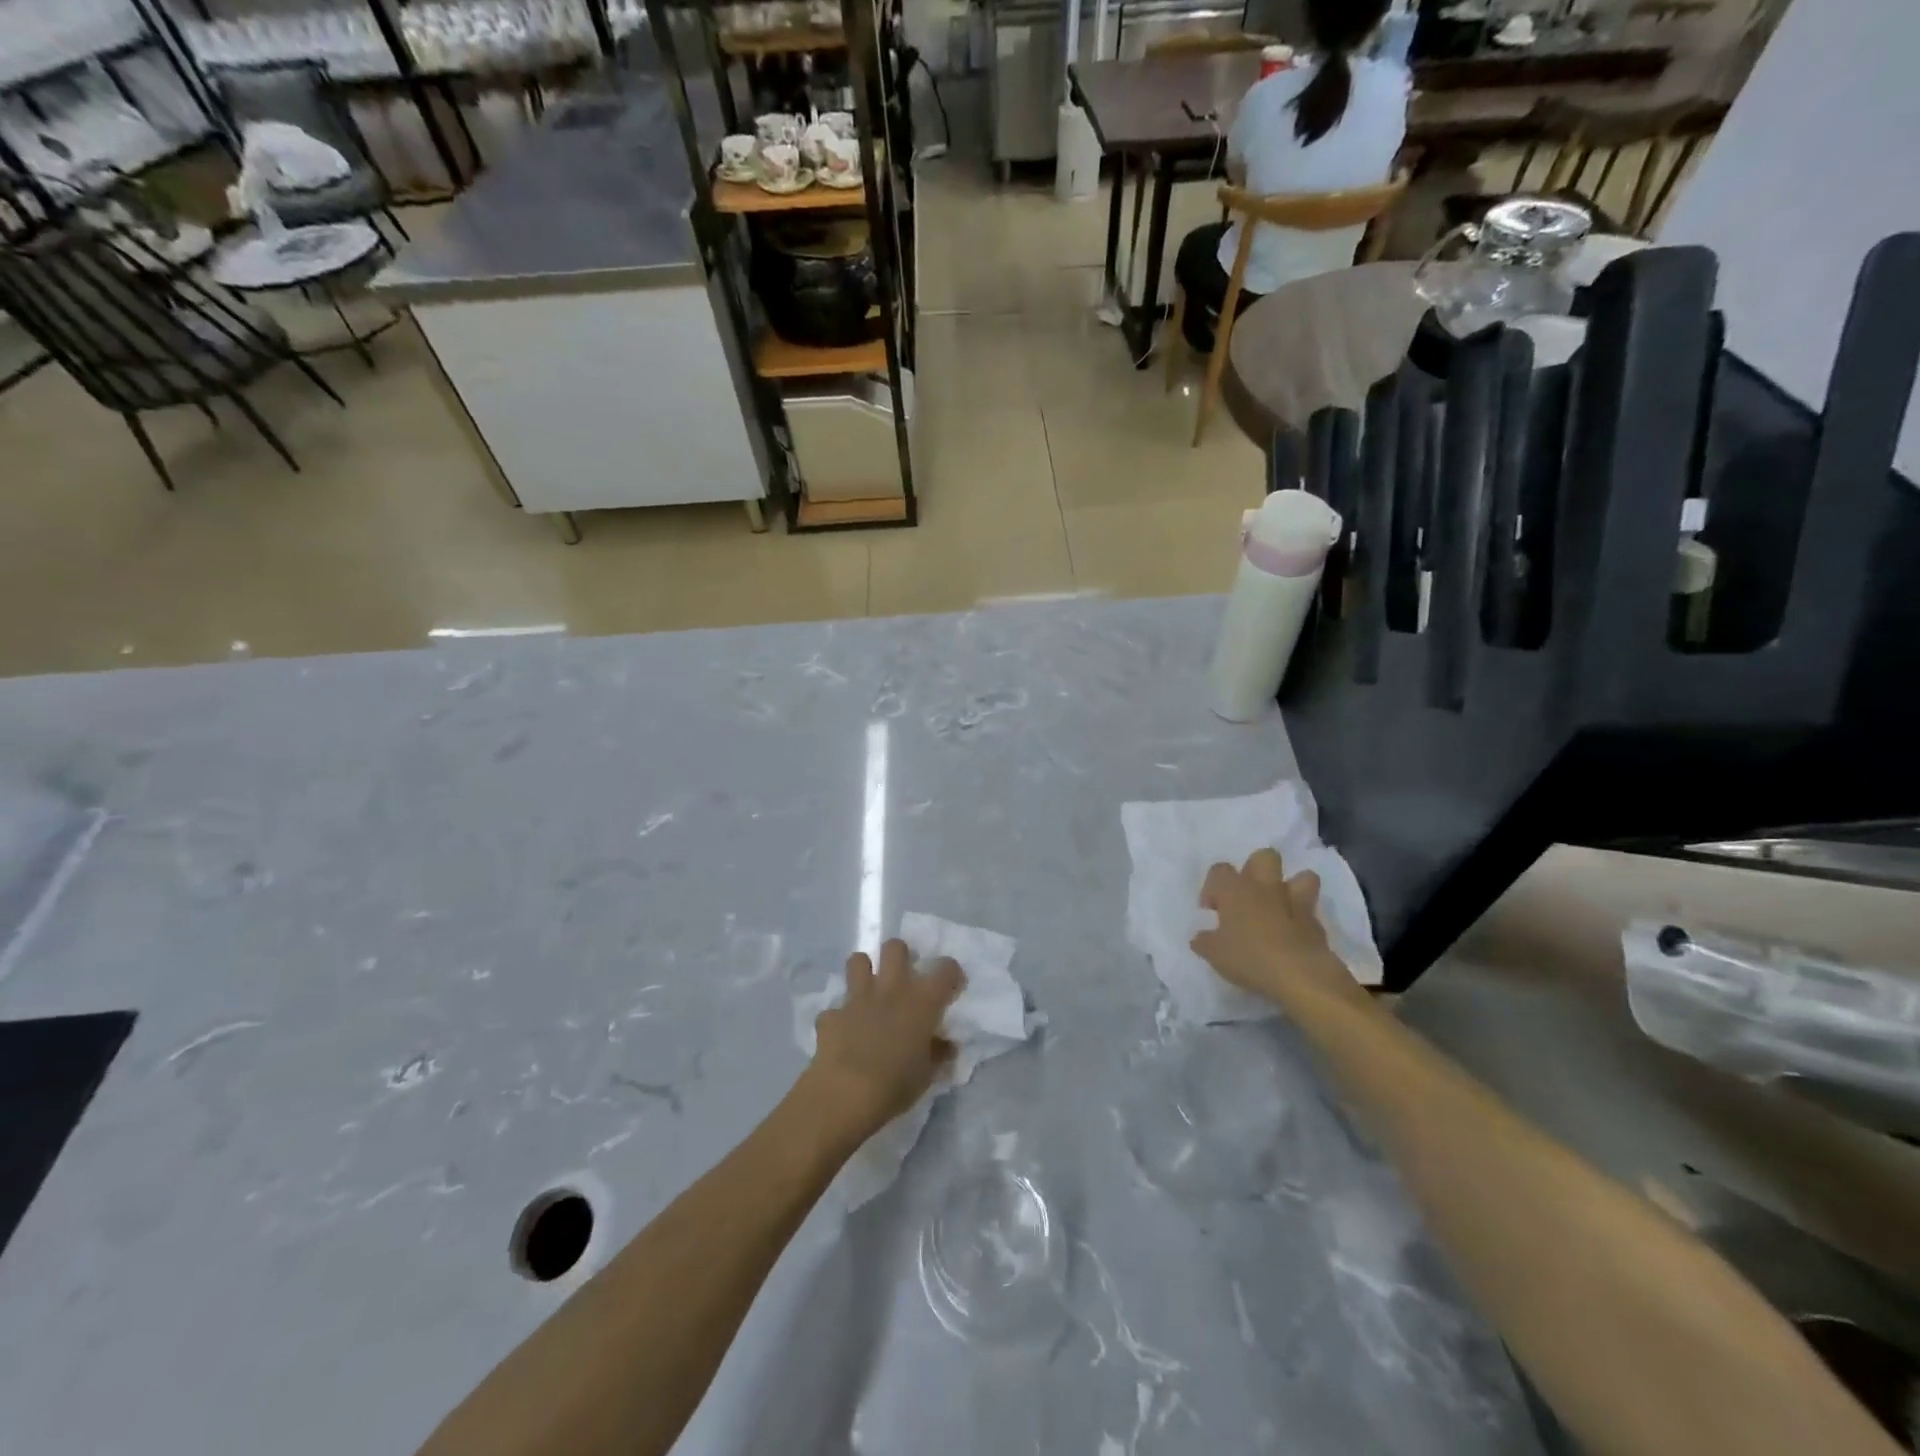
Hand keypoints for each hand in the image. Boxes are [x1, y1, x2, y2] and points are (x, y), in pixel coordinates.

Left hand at [803, 939, 963, 1143]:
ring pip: (858, 960)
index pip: (946, 969)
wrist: (845, 1094)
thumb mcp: (927, 1075)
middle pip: (895, 947)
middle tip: (903, 979)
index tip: (951, 987)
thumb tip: (946, 1045)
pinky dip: (840, 1018)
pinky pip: (835, 1009)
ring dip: (864, 972)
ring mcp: (858, 999)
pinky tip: (843, 1033)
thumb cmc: (896, 1085)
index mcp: (921, 1001)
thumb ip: (938, 1053)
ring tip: (869, 992)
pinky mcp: (832, 1015)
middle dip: (900, 956)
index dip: (951, 973)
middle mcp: (891, 989)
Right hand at [1191, 849, 1361, 1008]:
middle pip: (1264, 857)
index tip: (1213, 911)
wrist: (1300, 975)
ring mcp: (1295, 902)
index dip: (1213, 887)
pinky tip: (1295, 936)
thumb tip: (1200, 937)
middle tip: (1247, 897)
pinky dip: (1304, 920)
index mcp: (1235, 890)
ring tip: (1281, 907)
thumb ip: (1204, 941)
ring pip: (1302, 876)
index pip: (1219, 870)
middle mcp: (1265, 887)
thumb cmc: (1249, 957)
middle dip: (1256, 870)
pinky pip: (1311, 912)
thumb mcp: (1214, 954)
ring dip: (1292, 887)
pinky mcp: (1317, 923)